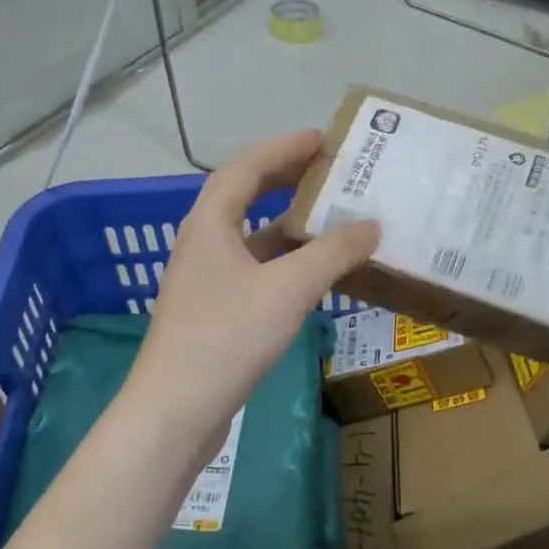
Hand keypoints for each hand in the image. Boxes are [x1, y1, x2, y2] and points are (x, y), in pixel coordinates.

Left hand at [126, 131, 378, 464]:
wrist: (175, 411)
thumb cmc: (228, 338)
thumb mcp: (288, 289)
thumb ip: (333, 253)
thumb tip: (372, 225)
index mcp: (210, 223)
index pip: (246, 167)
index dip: (284, 147)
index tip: (322, 138)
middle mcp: (202, 243)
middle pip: (244, 196)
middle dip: (285, 178)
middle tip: (328, 169)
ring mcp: (205, 279)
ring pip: (250, 236)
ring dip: (286, 222)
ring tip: (329, 216)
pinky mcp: (212, 311)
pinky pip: (253, 268)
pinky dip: (282, 260)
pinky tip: (310, 273)